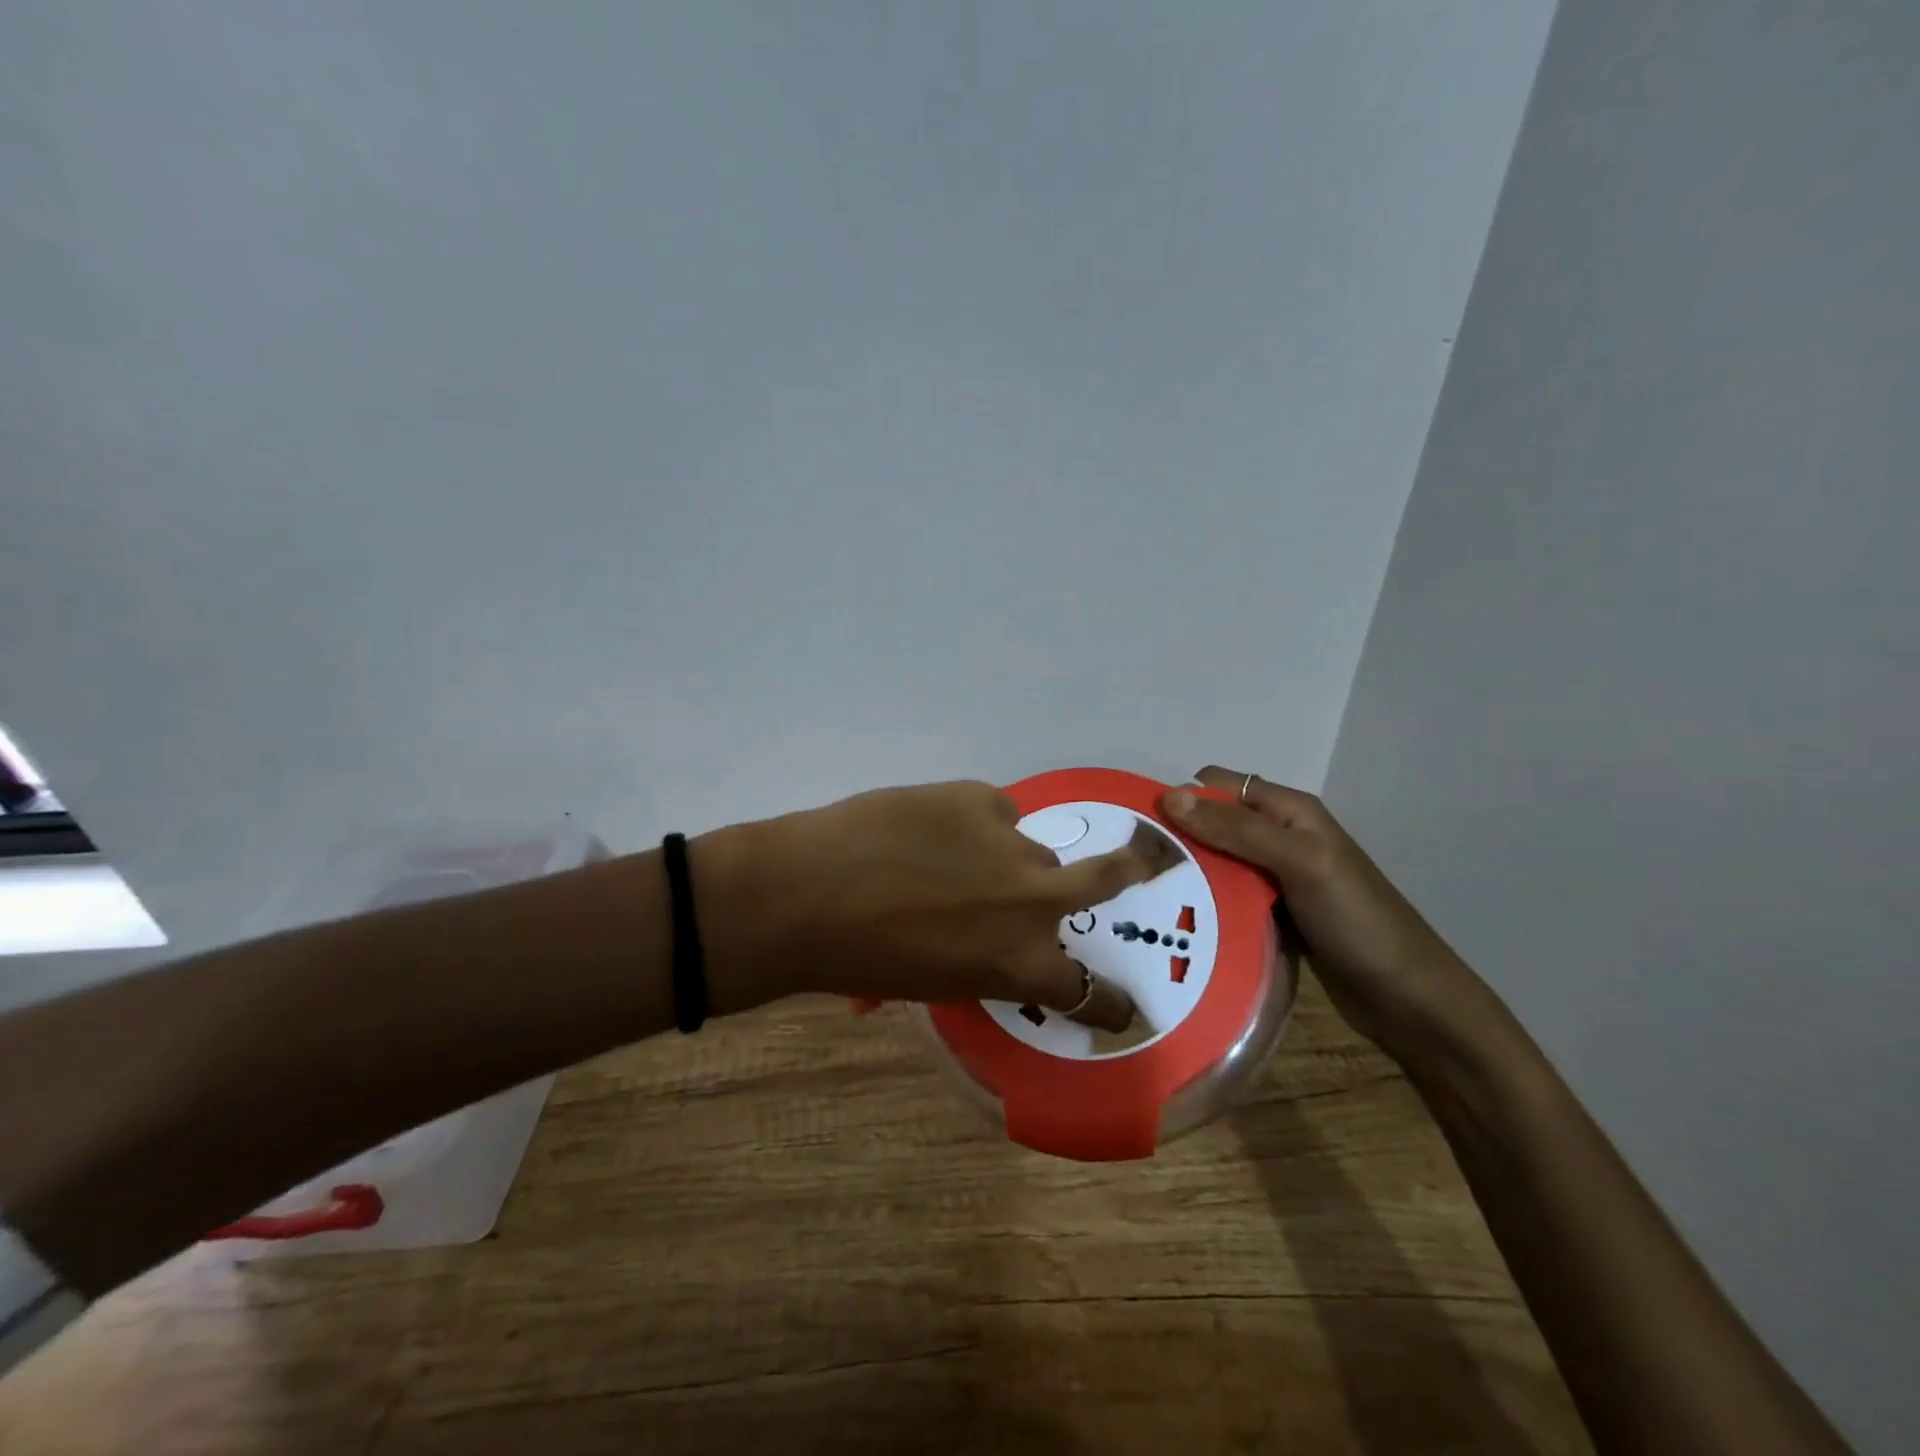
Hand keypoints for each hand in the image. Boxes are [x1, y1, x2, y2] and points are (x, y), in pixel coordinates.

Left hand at [696, 781, 1181, 1031]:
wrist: (807, 893)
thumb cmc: (862, 959)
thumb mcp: (940, 980)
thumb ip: (986, 959)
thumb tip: (995, 933)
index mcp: (1022, 963)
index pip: (1091, 992)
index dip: (1110, 1002)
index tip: (1125, 1007)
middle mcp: (1034, 902)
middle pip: (1106, 879)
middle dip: (1134, 868)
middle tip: (1148, 857)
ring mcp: (1012, 842)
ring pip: (1029, 845)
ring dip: (1005, 855)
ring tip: (948, 857)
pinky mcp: (978, 797)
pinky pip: (991, 811)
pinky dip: (970, 823)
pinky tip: (926, 830)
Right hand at [1160, 767, 1496, 1057]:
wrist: (1408, 999)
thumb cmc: (1357, 920)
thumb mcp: (1299, 862)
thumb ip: (1237, 828)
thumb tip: (1169, 795)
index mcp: (1288, 810)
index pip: (1218, 785)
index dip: (1181, 798)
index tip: (1138, 828)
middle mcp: (1279, 836)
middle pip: (1213, 823)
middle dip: (1177, 837)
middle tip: (1135, 867)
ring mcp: (1276, 878)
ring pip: (1216, 862)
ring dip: (1187, 872)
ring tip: (1144, 894)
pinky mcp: (1273, 914)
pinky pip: (1227, 896)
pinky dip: (1204, 901)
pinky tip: (1176, 918)